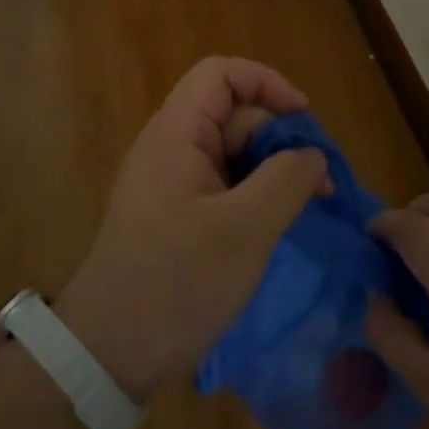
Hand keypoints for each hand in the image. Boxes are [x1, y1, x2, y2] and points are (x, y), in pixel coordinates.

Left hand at [55, 58, 327, 401]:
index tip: (305, 120)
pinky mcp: (173, 216)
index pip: (221, 74)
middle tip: (319, 186)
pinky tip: (274, 228)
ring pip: (231, 154)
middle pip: (233, 115)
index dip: (267, 84)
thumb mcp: (245, 229)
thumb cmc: (177, 283)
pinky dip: (253, 197)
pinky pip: (221, 186)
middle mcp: (169, 148)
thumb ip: (287, 179)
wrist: (108, 354)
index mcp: (176, 134)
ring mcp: (169, 184)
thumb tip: (312, 154)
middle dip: (279, 138)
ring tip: (304, 209)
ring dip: (271, 172)